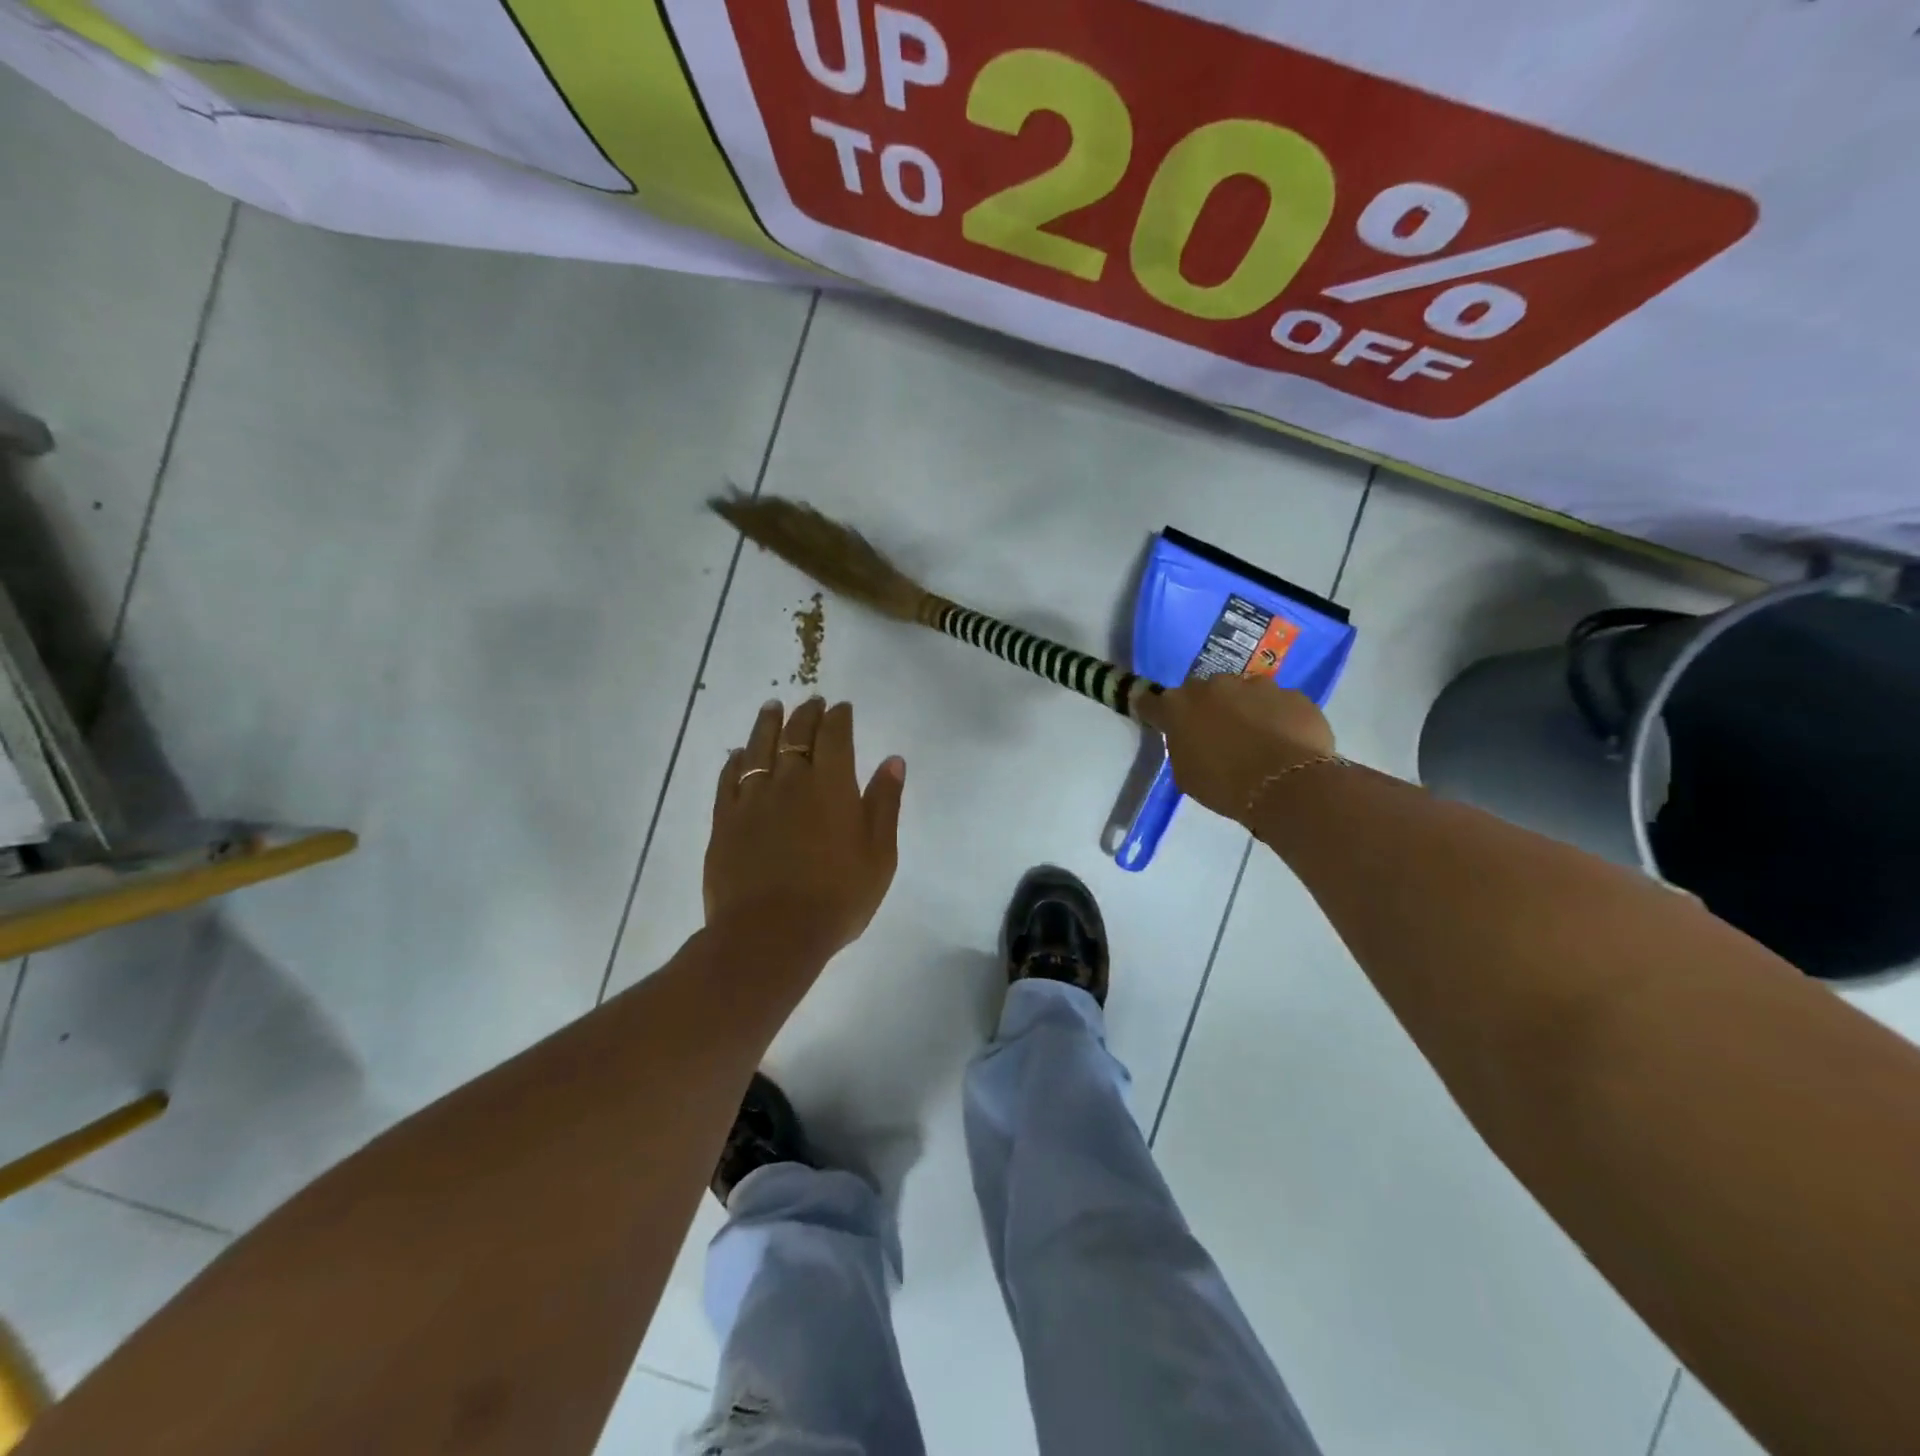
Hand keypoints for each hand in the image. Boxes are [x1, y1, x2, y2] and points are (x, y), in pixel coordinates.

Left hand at [705, 697, 905, 959]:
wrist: (770, 935)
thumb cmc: (837, 897)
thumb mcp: (879, 854)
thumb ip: (884, 803)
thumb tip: (893, 760)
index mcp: (831, 785)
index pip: (834, 736)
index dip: (838, 717)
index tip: (841, 707)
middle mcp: (790, 781)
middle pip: (796, 734)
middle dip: (806, 714)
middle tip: (811, 702)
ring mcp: (752, 799)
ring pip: (758, 748)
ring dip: (767, 724)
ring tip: (772, 707)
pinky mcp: (724, 821)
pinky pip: (728, 779)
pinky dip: (735, 760)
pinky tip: (738, 754)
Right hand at [1136, 675, 1336, 824]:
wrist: (1288, 786)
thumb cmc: (1225, 786)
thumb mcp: (1186, 775)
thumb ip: (1182, 747)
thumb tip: (1190, 738)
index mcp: (1178, 707)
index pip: (1150, 701)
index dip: (1154, 710)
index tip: (1158, 718)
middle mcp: (1213, 686)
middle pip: (1201, 692)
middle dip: (1205, 707)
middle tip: (1216, 734)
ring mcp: (1255, 685)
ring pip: (1242, 692)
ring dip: (1243, 708)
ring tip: (1257, 738)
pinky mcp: (1290, 693)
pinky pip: (1277, 702)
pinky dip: (1276, 716)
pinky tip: (1284, 740)